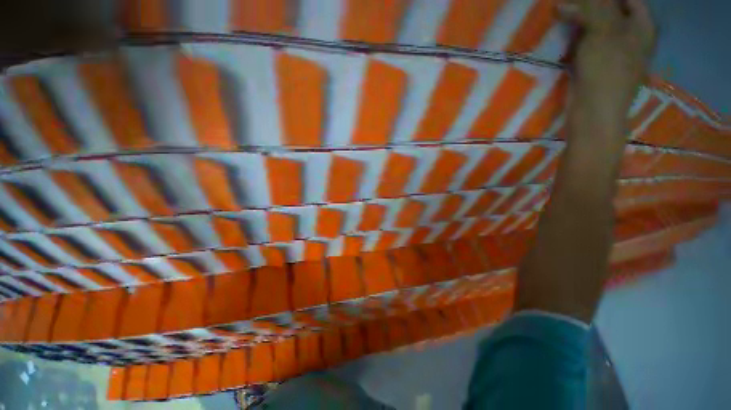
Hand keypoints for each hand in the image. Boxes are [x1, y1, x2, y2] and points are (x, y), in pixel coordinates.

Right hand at [560, 0, 655, 135]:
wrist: (594, 113)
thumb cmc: (606, 71)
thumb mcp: (602, 31)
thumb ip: (591, 7)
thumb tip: (565, 2)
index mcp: (642, 25)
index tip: (580, 0)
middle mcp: (632, 36)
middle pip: (612, 10)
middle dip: (590, 7)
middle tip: (569, 7)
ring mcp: (615, 52)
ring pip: (598, 27)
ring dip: (582, 23)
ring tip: (564, 19)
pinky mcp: (598, 66)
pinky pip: (589, 44)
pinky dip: (578, 39)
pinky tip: (567, 40)